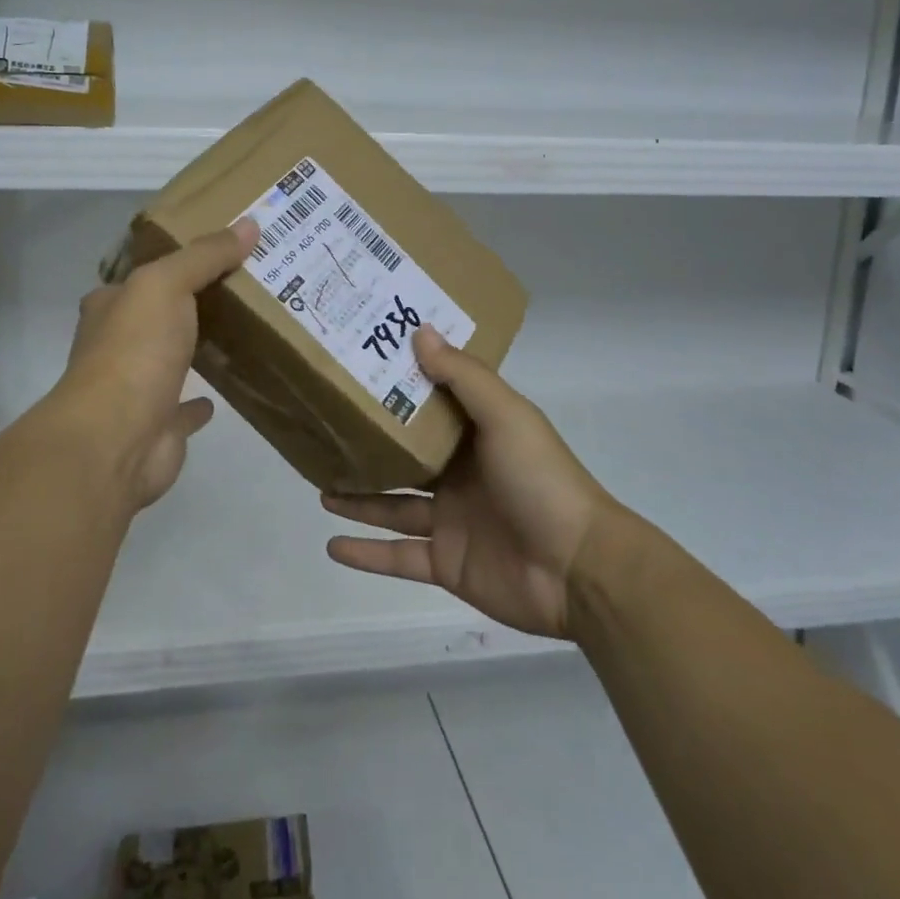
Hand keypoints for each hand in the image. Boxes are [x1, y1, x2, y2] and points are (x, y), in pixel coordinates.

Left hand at [52, 217, 257, 512]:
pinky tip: (221, 393)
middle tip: (240, 288)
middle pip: (156, 317)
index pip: (139, 277)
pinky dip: (198, 403)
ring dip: (193, 350)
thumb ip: (205, 255)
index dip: (170, 263)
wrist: (116, 438)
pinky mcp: (158, 427)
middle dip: (188, 306)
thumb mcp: (167, 284)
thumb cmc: (134, 350)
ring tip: (239, 333)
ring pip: (170, 361)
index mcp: (111, 308)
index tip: (213, 253)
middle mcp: (117, 346)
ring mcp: (136, 390)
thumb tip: (250, 225)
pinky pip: (184, 409)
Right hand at [321, 326, 623, 638]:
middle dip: (370, 445)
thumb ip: (462, 376)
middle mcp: (460, 474)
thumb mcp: (505, 415)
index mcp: (476, 434)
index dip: (397, 388)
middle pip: (406, 456)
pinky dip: (366, 553)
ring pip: (394, 505)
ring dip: (359, 498)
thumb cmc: (540, 479)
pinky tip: (332, 545)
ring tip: (320, 485)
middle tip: (327, 431)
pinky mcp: (446, 563)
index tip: (358, 369)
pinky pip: (398, 556)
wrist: (579, 568)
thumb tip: (419, 330)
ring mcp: (451, 520)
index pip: (429, 405)